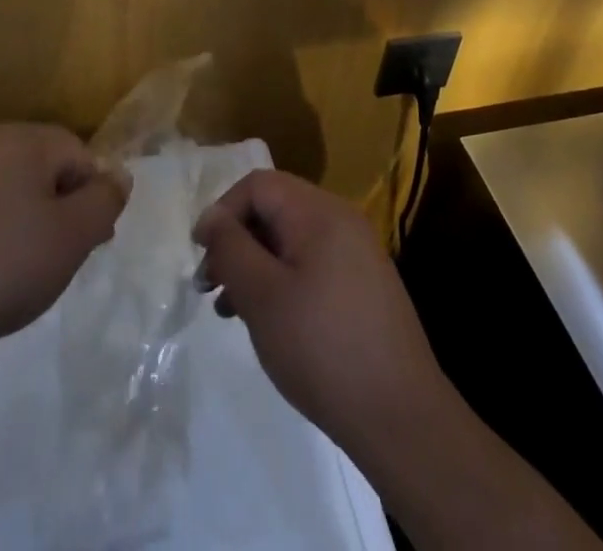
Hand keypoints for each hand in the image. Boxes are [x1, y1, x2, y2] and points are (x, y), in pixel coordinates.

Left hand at [0, 124, 128, 369]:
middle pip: (38, 166)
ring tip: (13, 267)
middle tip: (54, 258)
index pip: (77, 154)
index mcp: (25, 140)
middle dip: (54, 205)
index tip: (88, 243)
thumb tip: (119, 175)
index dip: (90, 197)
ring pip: (0, 185)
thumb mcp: (71, 239)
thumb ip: (103, 202)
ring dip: (16, 215)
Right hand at [193, 169, 446, 456]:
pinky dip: (282, 281)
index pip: (258, 185)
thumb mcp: (262, 296)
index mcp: (319, 212)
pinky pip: (312, 264)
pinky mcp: (364, 286)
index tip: (200, 253)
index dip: (223, 211)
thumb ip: (230, 248)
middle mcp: (341, 220)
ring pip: (290, 241)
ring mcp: (357, 254)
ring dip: (255, 265)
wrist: (402, 419)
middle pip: (274, 210)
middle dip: (236, 242)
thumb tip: (211, 217)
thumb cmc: (322, 348)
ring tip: (229, 310)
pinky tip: (268, 321)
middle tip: (209, 286)